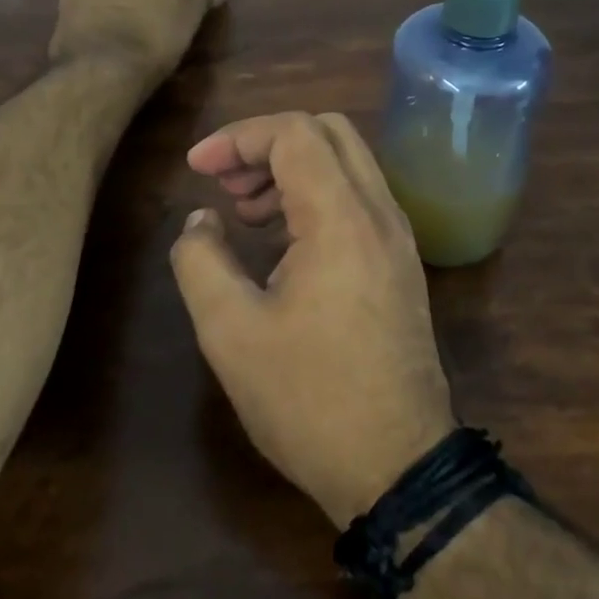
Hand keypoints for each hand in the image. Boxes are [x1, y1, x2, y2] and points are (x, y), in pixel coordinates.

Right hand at [170, 112, 456, 528]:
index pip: (294, 133)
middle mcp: (381, 215)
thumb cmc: (308, 400)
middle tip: (224, 182)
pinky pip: (359, 201)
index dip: (238, 137)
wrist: (397, 466)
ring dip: (292, 170)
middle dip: (268, 143)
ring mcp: (399, 240)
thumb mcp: (230, 331)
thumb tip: (202, 221)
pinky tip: (281, 241)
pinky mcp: (401, 266)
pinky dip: (316, 198)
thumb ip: (201, 260)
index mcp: (342, 219)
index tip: (197, 168)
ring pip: (348, 165)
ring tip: (245, 212)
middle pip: (329, 132)